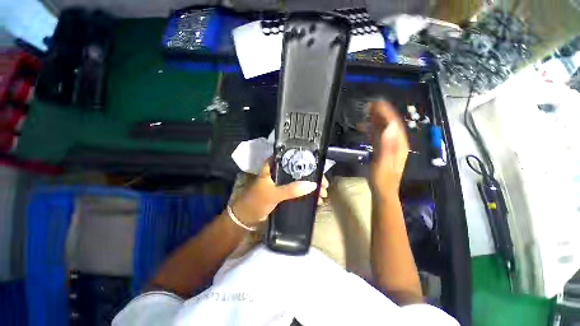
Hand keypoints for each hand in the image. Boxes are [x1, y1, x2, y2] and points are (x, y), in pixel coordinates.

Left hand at [231, 159, 327, 226]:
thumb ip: (291, 190)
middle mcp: (280, 172)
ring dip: (312, 187)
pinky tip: (316, 199)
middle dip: (313, 177)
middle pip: (300, 170)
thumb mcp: (273, 194)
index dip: (307, 162)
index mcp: (274, 166)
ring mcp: (282, 182)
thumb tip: (312, 185)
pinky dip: (307, 194)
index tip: (319, 169)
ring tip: (323, 194)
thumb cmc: (256, 201)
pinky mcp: (284, 191)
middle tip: (324, 185)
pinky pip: (298, 190)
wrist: (246, 217)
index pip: (293, 158)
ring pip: (300, 181)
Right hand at [369, 101, 408, 195]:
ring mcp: (390, 147)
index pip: (394, 124)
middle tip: (371, 105)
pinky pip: (380, 136)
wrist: (383, 190)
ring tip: (368, 112)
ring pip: (385, 129)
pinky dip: (375, 129)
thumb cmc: (383, 178)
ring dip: (378, 120)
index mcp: (398, 144)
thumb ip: (386, 145)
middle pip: (390, 124)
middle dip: (382, 113)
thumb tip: (388, 127)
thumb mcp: (384, 162)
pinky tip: (369, 127)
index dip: (386, 112)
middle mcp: (396, 143)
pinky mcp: (384, 150)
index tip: (377, 103)